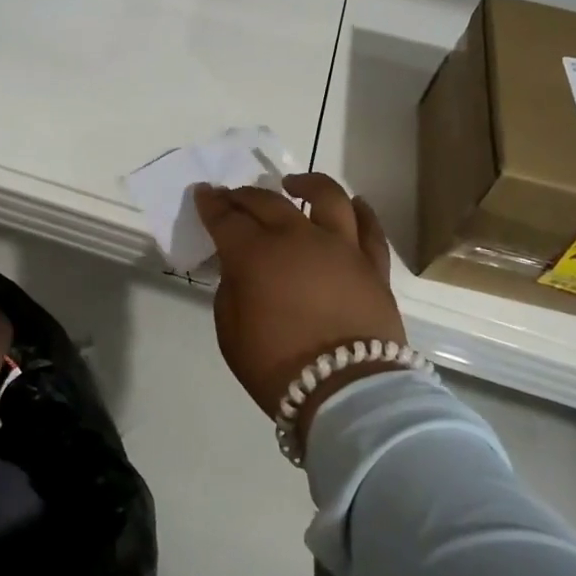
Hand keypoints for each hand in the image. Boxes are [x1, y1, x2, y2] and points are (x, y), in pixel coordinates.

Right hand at [195, 173, 406, 436]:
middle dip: (245, 195)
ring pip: (327, 197)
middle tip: (234, 196)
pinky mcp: (372, 265)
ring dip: (307, 184)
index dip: (211, 204)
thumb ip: (232, 290)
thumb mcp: (231, 332)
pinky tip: (353, 204)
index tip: (203, 192)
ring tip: (295, 184)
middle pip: (268, 202)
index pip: (226, 218)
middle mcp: (298, 238)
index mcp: (256, 254)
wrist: (347, 391)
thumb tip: (241, 269)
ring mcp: (341, 247)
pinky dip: (360, 211)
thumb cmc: (279, 367)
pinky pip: (369, 228)